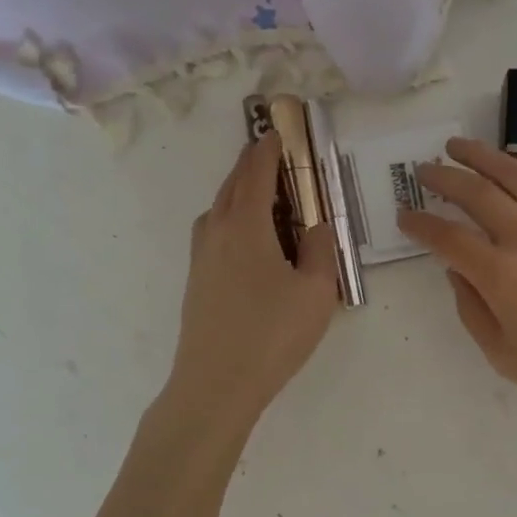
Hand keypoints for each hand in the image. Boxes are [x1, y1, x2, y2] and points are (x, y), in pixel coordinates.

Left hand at [166, 131, 339, 431]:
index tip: (278, 131)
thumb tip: (318, 226)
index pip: (256, 172)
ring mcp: (200, 257)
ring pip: (218, 210)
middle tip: (272, 156)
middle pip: (232, 185)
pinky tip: (249, 242)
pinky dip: (231, 220)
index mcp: (245, 225)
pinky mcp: (195, 281)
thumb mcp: (316, 292)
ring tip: (264, 198)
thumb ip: (321, 251)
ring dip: (239, 193)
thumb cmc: (271, 335)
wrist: (215, 385)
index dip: (268, 148)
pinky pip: (214, 233)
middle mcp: (216, 231)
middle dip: (251, 165)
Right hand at [396, 115, 516, 436]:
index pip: (447, 237)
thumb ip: (472, 311)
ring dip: (482, 154)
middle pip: (475, 193)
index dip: (419, 224)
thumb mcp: (506, 357)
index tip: (404, 216)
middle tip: (424, 171)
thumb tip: (456, 271)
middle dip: (443, 177)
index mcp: (501, 275)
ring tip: (458, 145)